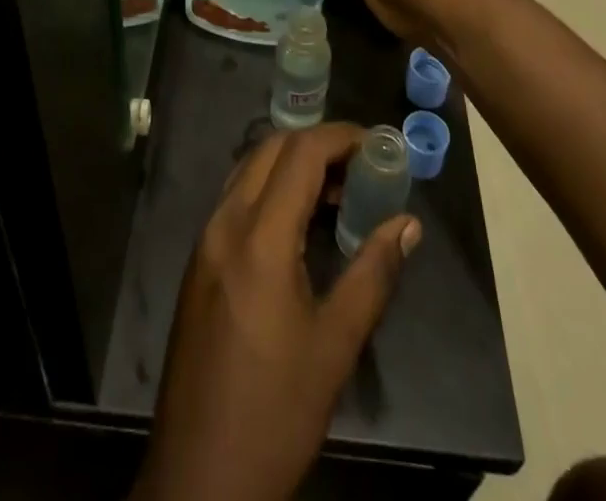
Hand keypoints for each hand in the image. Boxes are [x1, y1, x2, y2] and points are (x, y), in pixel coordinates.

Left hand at [133, 125, 421, 500]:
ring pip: (250, 170)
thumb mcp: (335, 346)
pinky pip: (236, 198)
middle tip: (362, 168)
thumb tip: (407, 225)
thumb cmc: (275, 411)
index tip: (378, 146)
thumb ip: (373, 274)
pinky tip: (299, 223)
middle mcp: (224, 223)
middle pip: (271, 150)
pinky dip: (271, 189)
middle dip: (318, 145)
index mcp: (258, 238)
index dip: (341, 138)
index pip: (299, 153)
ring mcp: (205, 240)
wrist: (199, 475)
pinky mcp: (199, 261)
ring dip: (292, 165)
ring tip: (338, 193)